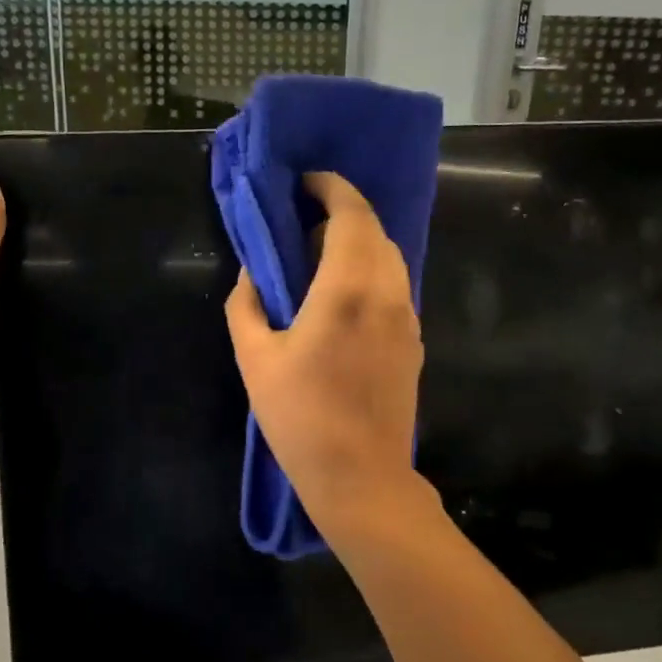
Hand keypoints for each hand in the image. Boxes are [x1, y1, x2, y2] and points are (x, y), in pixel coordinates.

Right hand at [225, 171, 425, 534]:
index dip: (332, 187)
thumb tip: (253, 274)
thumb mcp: (255, 360)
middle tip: (302, 225)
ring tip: (319, 260)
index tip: (306, 183)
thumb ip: (246, 305)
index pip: (352, 215)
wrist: (362, 478)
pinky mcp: (415, 341)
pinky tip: (341, 298)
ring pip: (389, 257)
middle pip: (374, 230)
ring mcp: (408, 318)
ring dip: (357, 243)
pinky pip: (394, 286)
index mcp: (348, 290)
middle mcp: (388, 294)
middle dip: (341, 213)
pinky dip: (370, 272)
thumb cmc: (301, 419)